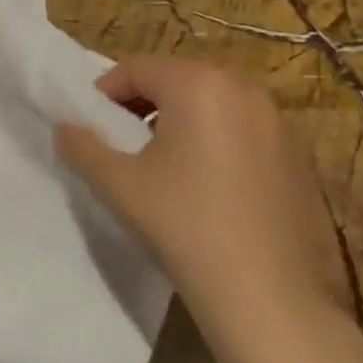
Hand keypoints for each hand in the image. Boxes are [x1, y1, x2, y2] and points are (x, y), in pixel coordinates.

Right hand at [55, 57, 336, 315]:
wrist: (267, 294)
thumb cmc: (183, 225)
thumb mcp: (118, 184)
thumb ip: (83, 147)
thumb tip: (63, 127)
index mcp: (197, 84)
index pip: (136, 68)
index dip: (106, 92)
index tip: (94, 126)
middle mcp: (243, 87)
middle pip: (178, 77)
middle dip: (145, 101)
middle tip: (124, 140)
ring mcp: (277, 119)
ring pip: (213, 100)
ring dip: (181, 117)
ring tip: (165, 161)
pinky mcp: (298, 152)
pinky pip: (244, 125)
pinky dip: (218, 136)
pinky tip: (209, 183)